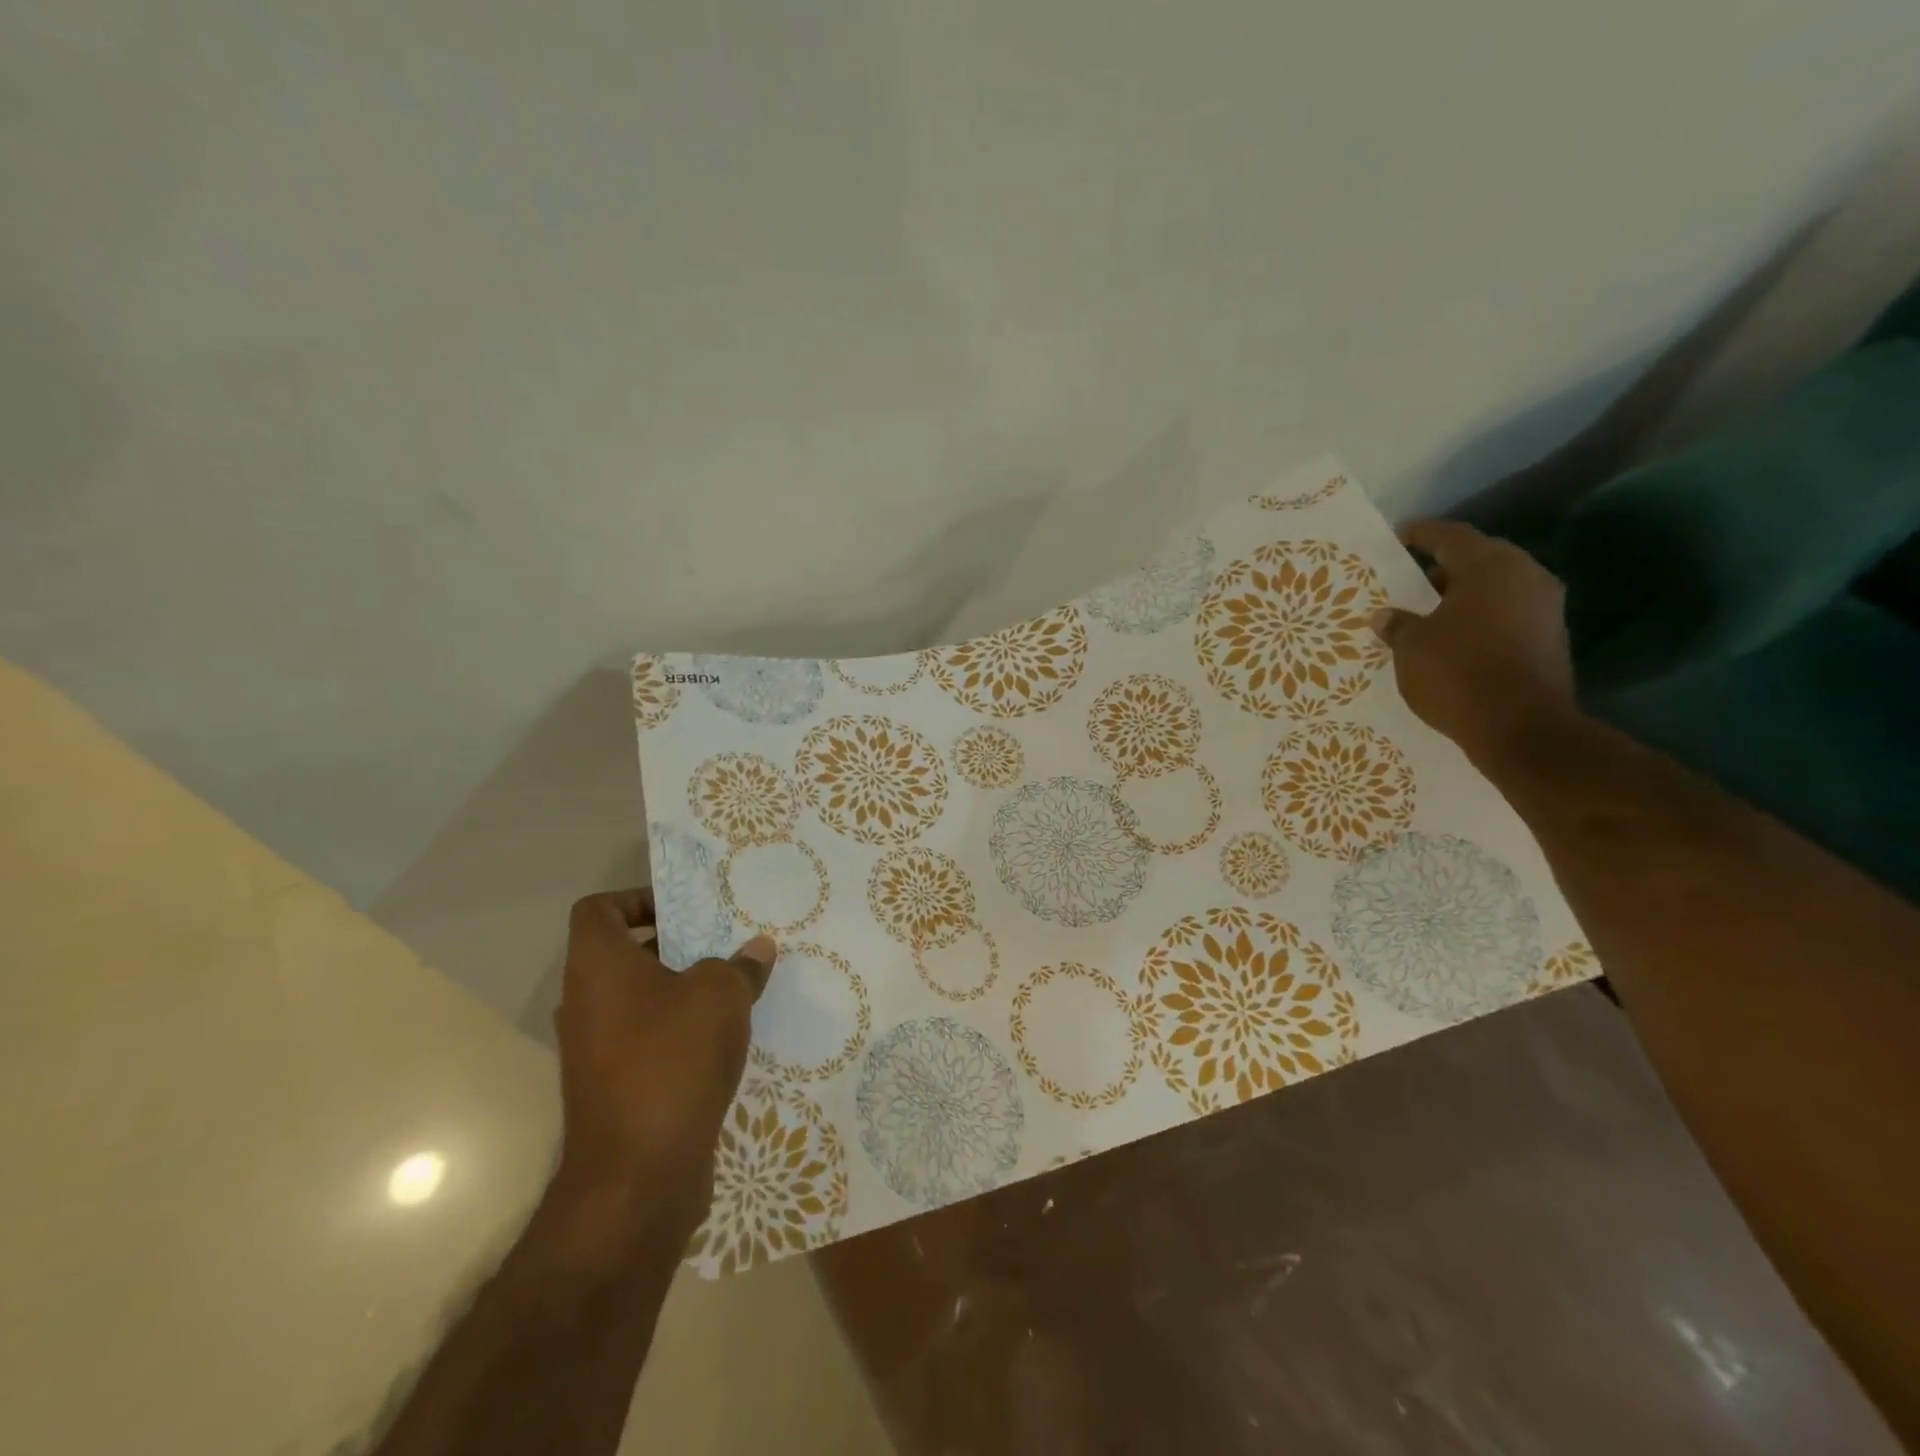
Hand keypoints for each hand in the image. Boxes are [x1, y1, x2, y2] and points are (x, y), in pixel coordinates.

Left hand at [550, 889, 777, 1237]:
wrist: (638, 1175)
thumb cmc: (672, 1059)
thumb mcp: (721, 996)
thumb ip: (740, 965)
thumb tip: (756, 950)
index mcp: (598, 966)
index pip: (598, 909)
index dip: (637, 899)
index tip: (685, 910)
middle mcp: (586, 1002)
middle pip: (624, 954)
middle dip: (676, 944)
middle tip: (725, 941)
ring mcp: (596, 1050)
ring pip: (640, 1000)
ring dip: (683, 990)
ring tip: (735, 986)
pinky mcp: (614, 1088)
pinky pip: (648, 1040)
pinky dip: (680, 1031)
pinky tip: (726, 1037)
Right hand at [1371, 520, 1579, 765]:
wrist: (1521, 727)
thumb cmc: (1457, 673)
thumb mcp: (1411, 647)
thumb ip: (1398, 625)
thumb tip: (1384, 616)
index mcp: (1489, 566)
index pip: (1450, 536)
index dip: (1421, 534)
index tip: (1399, 534)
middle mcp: (1524, 575)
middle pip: (1478, 558)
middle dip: (1443, 566)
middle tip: (1409, 578)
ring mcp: (1544, 606)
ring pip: (1495, 586)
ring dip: (1462, 594)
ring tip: (1426, 609)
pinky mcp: (1550, 635)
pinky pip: (1506, 611)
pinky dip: (1479, 616)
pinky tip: (1452, 634)